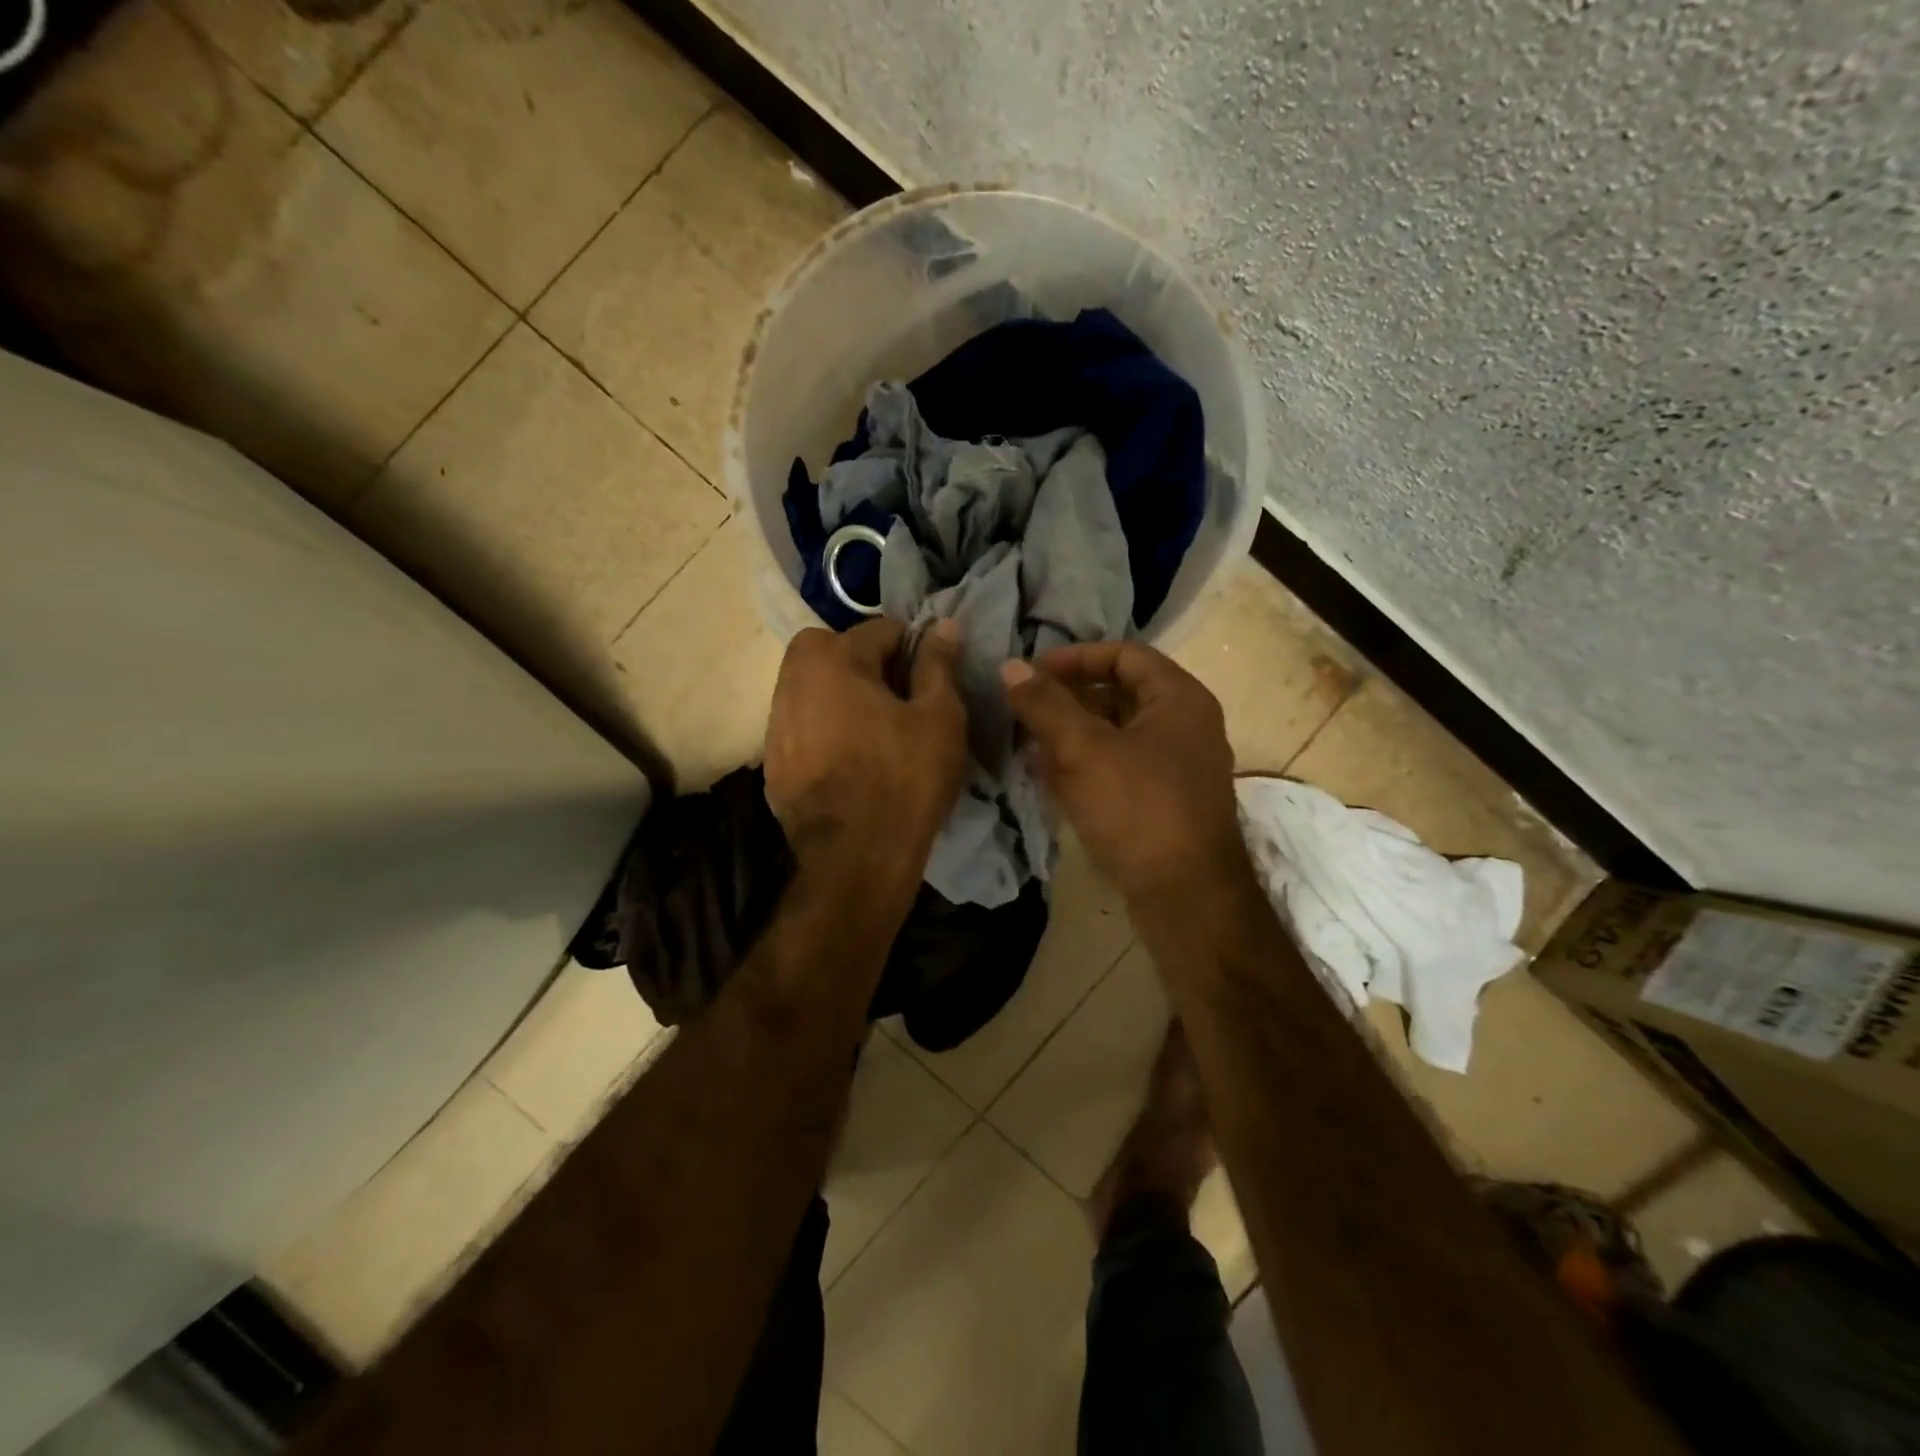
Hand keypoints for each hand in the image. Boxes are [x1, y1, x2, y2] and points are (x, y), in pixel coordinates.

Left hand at [764, 618, 967, 906]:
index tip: (931, 683)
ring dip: (842, 696)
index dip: (914, 651)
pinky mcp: (772, 763)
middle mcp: (792, 681)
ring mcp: (775, 725)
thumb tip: (943, 624)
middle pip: (835, 650)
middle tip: (899, 702)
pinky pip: (803, 727)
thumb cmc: (905, 779)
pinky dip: (824, 730)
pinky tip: (850, 763)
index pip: (882, 629)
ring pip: (813, 688)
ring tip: (876, 734)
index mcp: (833, 659)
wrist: (855, 858)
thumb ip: (938, 665)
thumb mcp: (939, 717)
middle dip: (867, 663)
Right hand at [1001, 642, 1248, 902]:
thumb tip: (1010, 667)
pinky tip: (1049, 778)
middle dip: (1068, 700)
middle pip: (1118, 694)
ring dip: (1071, 735)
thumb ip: (1045, 705)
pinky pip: (1119, 768)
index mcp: (1179, 699)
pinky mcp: (1164, 802)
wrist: (1187, 897)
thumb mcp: (1084, 750)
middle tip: (1025, 711)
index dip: (1075, 657)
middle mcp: (1185, 726)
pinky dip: (1085, 766)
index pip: (1124, 654)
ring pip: (1115, 734)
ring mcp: (1177, 767)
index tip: (1033, 673)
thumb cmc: (1139, 809)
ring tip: (1028, 745)